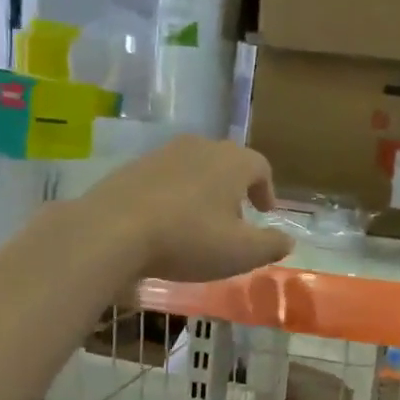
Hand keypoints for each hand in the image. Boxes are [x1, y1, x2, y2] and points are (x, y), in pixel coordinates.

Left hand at [80, 135, 294, 281]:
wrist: (112, 231)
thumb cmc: (188, 239)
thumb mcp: (241, 252)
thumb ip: (271, 245)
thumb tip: (288, 241)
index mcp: (232, 162)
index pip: (260, 166)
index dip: (266, 190)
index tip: (265, 212)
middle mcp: (199, 147)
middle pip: (226, 163)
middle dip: (235, 190)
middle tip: (235, 220)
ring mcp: (162, 154)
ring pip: (194, 169)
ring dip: (203, 192)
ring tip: (200, 224)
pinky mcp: (132, 168)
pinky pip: (165, 179)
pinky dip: (174, 196)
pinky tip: (166, 224)